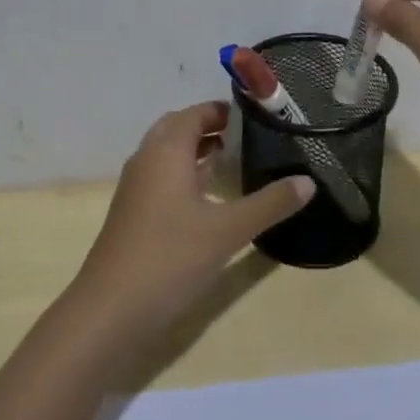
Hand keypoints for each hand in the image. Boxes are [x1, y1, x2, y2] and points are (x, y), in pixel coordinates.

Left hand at [71, 101, 311, 340]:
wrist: (111, 308)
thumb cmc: (171, 257)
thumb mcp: (228, 230)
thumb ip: (269, 204)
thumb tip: (308, 182)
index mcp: (166, 149)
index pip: (196, 113)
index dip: (224, 110)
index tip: (258, 116)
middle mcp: (147, 158)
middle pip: (178, 127)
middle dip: (210, 127)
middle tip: (247, 137)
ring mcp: (135, 186)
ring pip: (167, 153)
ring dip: (196, 151)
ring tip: (234, 160)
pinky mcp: (132, 211)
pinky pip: (161, 176)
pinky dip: (184, 174)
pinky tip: (208, 198)